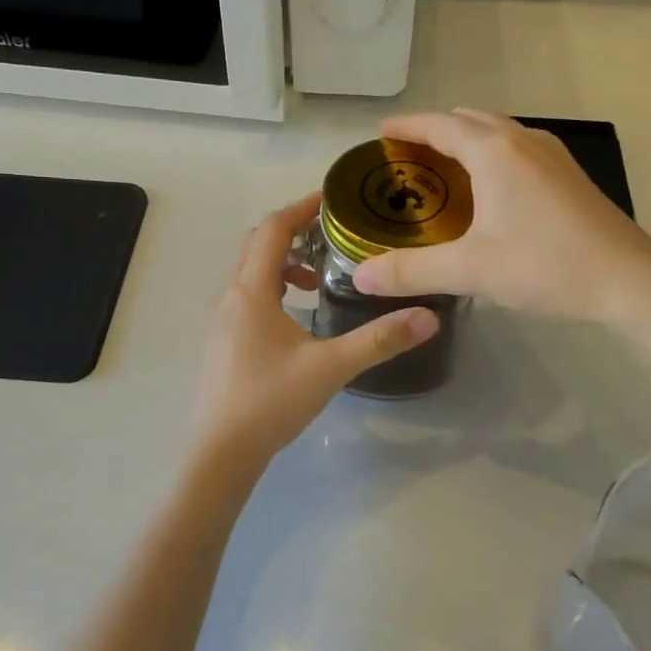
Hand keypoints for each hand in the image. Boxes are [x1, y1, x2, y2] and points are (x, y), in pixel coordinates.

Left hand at [190, 193, 439, 467]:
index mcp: (251, 291)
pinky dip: (274, 288)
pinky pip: (248, 296)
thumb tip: (429, 316)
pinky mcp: (223, 342)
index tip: (333, 198)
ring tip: (321, 277)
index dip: (302, 207)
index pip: (273, 229)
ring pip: (251, 272)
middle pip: (258, 244)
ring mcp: (222, 321)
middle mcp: (231, 297)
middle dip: (294, 231)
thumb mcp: (331, 368)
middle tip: (334, 232)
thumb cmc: (271, 402)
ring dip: (284, 262)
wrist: (221, 452)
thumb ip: (380, 340)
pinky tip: (299, 316)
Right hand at [352, 110, 650, 322]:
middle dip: (435, 131)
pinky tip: (491, 188)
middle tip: (406, 156)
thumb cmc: (547, 266)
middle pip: (470, 121)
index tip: (380, 133)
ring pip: (498, 132)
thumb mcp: (470, 270)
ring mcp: (552, 155)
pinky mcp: (569, 176)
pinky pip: (518, 148)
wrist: (630, 280)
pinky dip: (492, 154)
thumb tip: (359, 276)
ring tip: (443, 167)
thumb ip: (411, 271)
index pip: (439, 126)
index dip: (407, 127)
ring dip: (467, 140)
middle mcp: (523, 141)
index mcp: (495, 152)